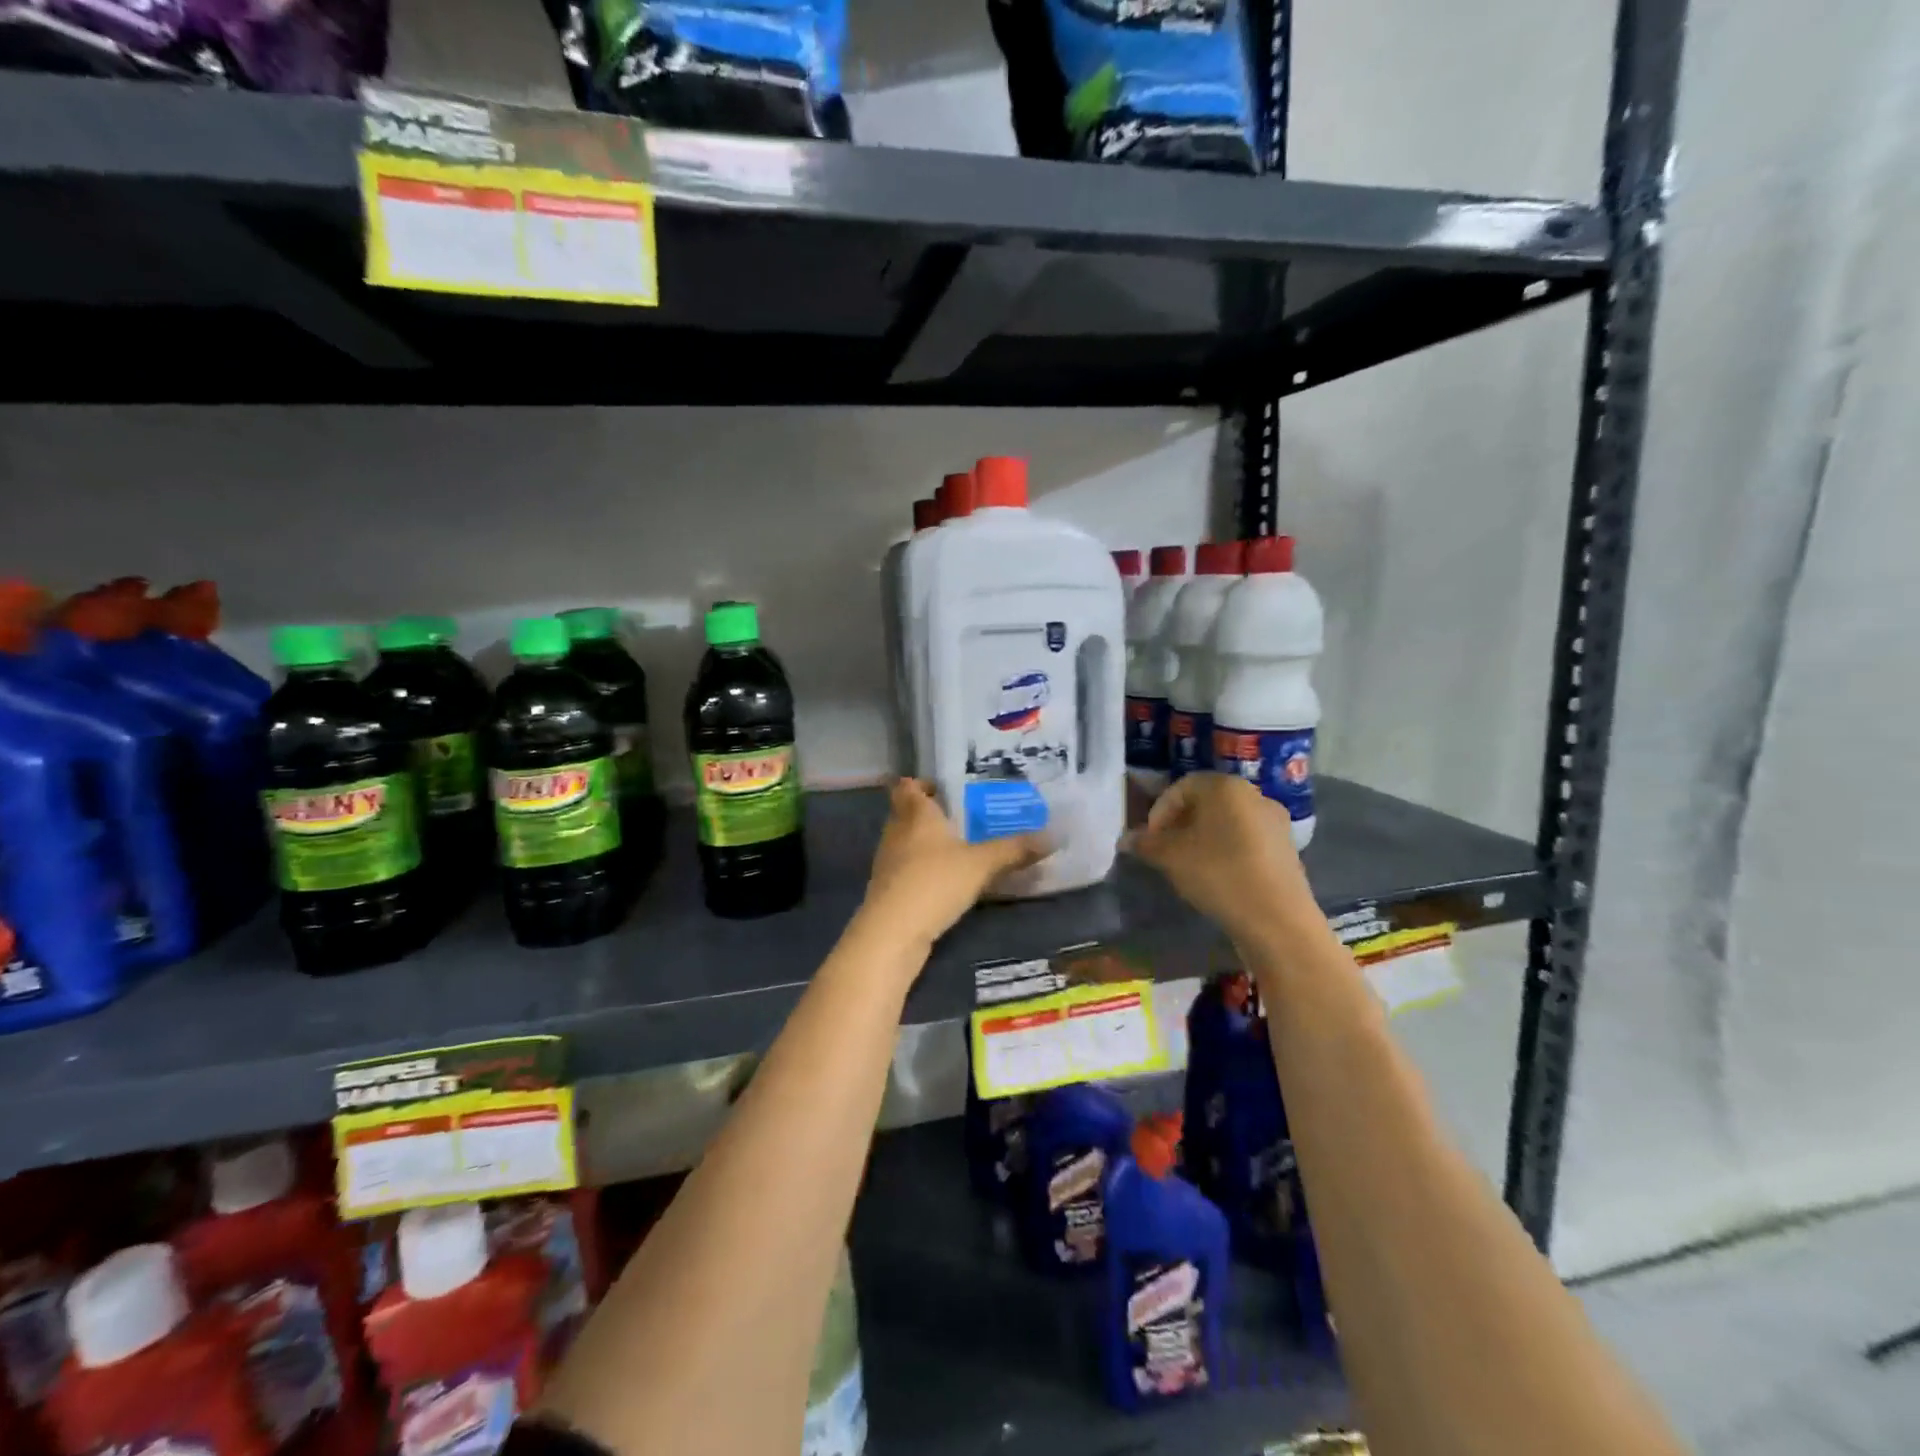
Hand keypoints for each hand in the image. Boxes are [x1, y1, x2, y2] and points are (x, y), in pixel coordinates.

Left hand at [859, 779, 1047, 951]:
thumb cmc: (934, 882)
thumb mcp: (981, 864)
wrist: (893, 933)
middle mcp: (897, 832)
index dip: (921, 784)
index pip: (907, 786)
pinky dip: (924, 871)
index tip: (944, 788)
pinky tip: (947, 882)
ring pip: (907, 843)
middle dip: (931, 815)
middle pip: (907, 814)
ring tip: (960, 849)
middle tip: (962, 818)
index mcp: (915, 814)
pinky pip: (908, 870)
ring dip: (928, 844)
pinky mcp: (888, 891)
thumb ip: (1014, 849)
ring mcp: (888, 863)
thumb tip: (1054, 835)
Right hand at [1126, 772, 1314, 945]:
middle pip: (1207, 802)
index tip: (1150, 839)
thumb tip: (1126, 839)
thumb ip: (1145, 843)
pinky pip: (1247, 840)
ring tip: (1189, 866)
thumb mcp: (1171, 858)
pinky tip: (1218, 877)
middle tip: (1165, 851)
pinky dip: (1227, 851)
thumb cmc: (1219, 874)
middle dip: (1181, 824)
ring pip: (1227, 822)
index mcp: (1226, 787)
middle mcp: (1254, 795)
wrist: (1278, 920)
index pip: (1182, 786)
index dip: (1160, 811)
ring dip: (1203, 838)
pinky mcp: (1287, 849)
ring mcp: (1275, 822)